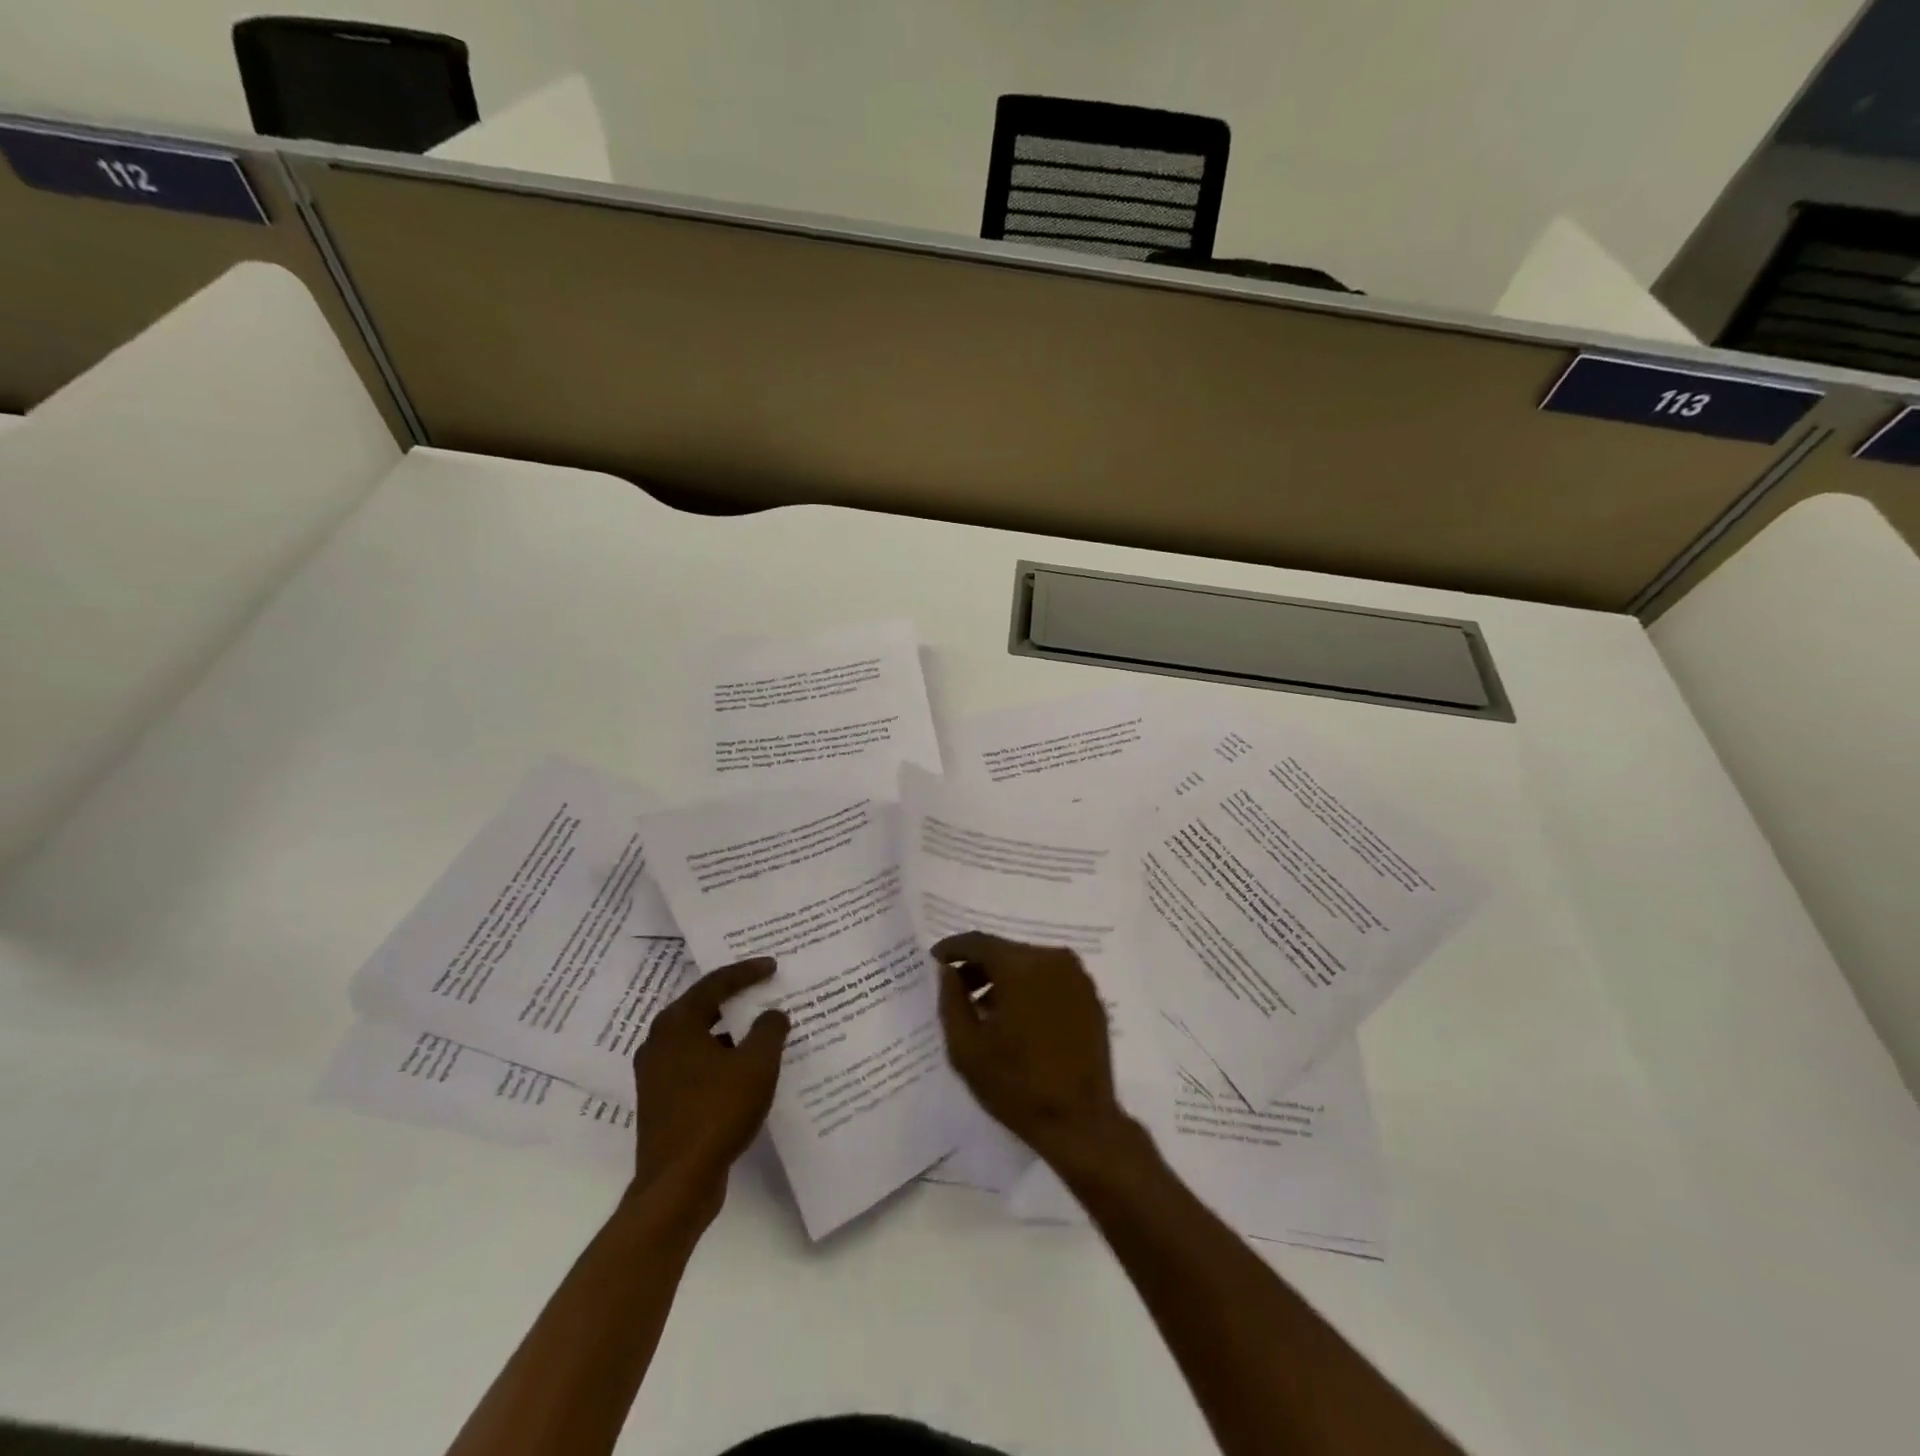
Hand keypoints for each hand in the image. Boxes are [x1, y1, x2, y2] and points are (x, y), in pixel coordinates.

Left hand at [632, 957, 788, 1217]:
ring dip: (730, 1033)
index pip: (715, 983)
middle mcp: (659, 1043)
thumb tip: (773, 1015)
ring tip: (762, 1029)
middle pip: (702, 1008)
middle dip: (736, 1000)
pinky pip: (696, 1065)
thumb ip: (770, 1030)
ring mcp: (656, 1075)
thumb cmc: (717, 1111)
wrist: (677, 1184)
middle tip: (764, 990)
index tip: (773, 966)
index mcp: (676, 1024)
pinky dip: (721, 1059)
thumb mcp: (757, 1064)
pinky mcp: (661, 1103)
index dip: (746, 972)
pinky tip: (746, 1069)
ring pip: (700, 1039)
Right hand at [933, 931, 1131, 1167]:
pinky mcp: (1091, 996)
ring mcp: (1077, 976)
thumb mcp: (966, 1048)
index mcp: (1020, 966)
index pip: (978, 943)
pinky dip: (1030, 988)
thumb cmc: (1016, 1086)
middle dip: (978, 966)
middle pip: (1005, 951)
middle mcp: (1052, 959)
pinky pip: (1051, 979)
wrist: (1080, 1122)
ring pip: (1029, 964)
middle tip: (957, 989)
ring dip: (1004, 978)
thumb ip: (951, 1001)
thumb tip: (947, 971)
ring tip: (985, 1008)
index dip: (952, 949)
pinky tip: (1018, 1017)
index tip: (935, 960)